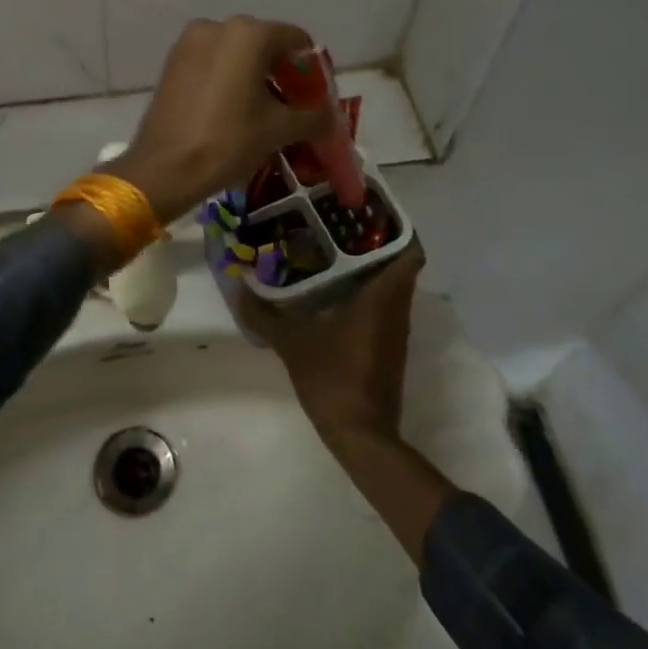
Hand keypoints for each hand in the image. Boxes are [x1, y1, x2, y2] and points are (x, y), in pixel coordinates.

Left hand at [105, 16, 331, 223]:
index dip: (311, 68)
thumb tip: (331, 117)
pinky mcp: (172, 62)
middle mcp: (217, 27)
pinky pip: (212, 63)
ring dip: (254, 76)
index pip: (295, 39)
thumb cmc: (228, 140)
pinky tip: (234, 109)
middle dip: (282, 73)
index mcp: (248, 33)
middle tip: (293, 107)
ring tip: (264, 112)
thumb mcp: (278, 129)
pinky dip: (228, 78)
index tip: (316, 97)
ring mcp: (190, 42)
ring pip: (236, 54)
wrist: (165, 167)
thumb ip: (312, 117)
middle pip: (264, 44)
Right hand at [235, 242, 425, 443]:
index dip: (397, 228)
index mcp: (382, 298)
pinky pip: (384, 306)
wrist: (362, 436)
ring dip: (370, 268)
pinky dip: (367, 292)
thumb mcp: (292, 343)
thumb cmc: (333, 379)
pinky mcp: (389, 348)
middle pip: (399, 264)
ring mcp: (395, 331)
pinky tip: (334, 291)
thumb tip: (238, 287)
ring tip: (333, 250)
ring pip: (392, 286)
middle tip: (339, 226)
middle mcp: (397, 309)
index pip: (410, 251)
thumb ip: (264, 314)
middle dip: (375, 242)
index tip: (370, 213)